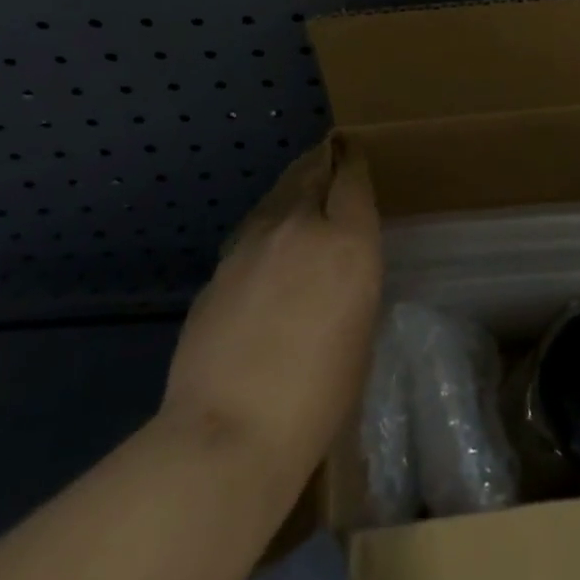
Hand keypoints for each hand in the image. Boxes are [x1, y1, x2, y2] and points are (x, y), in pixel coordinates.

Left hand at [161, 138, 381, 488]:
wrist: (229, 431)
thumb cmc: (319, 394)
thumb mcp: (360, 327)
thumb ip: (350, 275)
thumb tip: (335, 260)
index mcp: (347, 240)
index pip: (351, 177)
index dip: (352, 159)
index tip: (351, 148)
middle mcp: (300, 226)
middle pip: (310, 172)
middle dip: (321, 161)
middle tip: (327, 155)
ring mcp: (251, 244)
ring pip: (276, 196)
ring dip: (291, 188)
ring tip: (298, 190)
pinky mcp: (219, 268)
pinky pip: (251, 230)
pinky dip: (265, 224)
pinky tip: (266, 243)